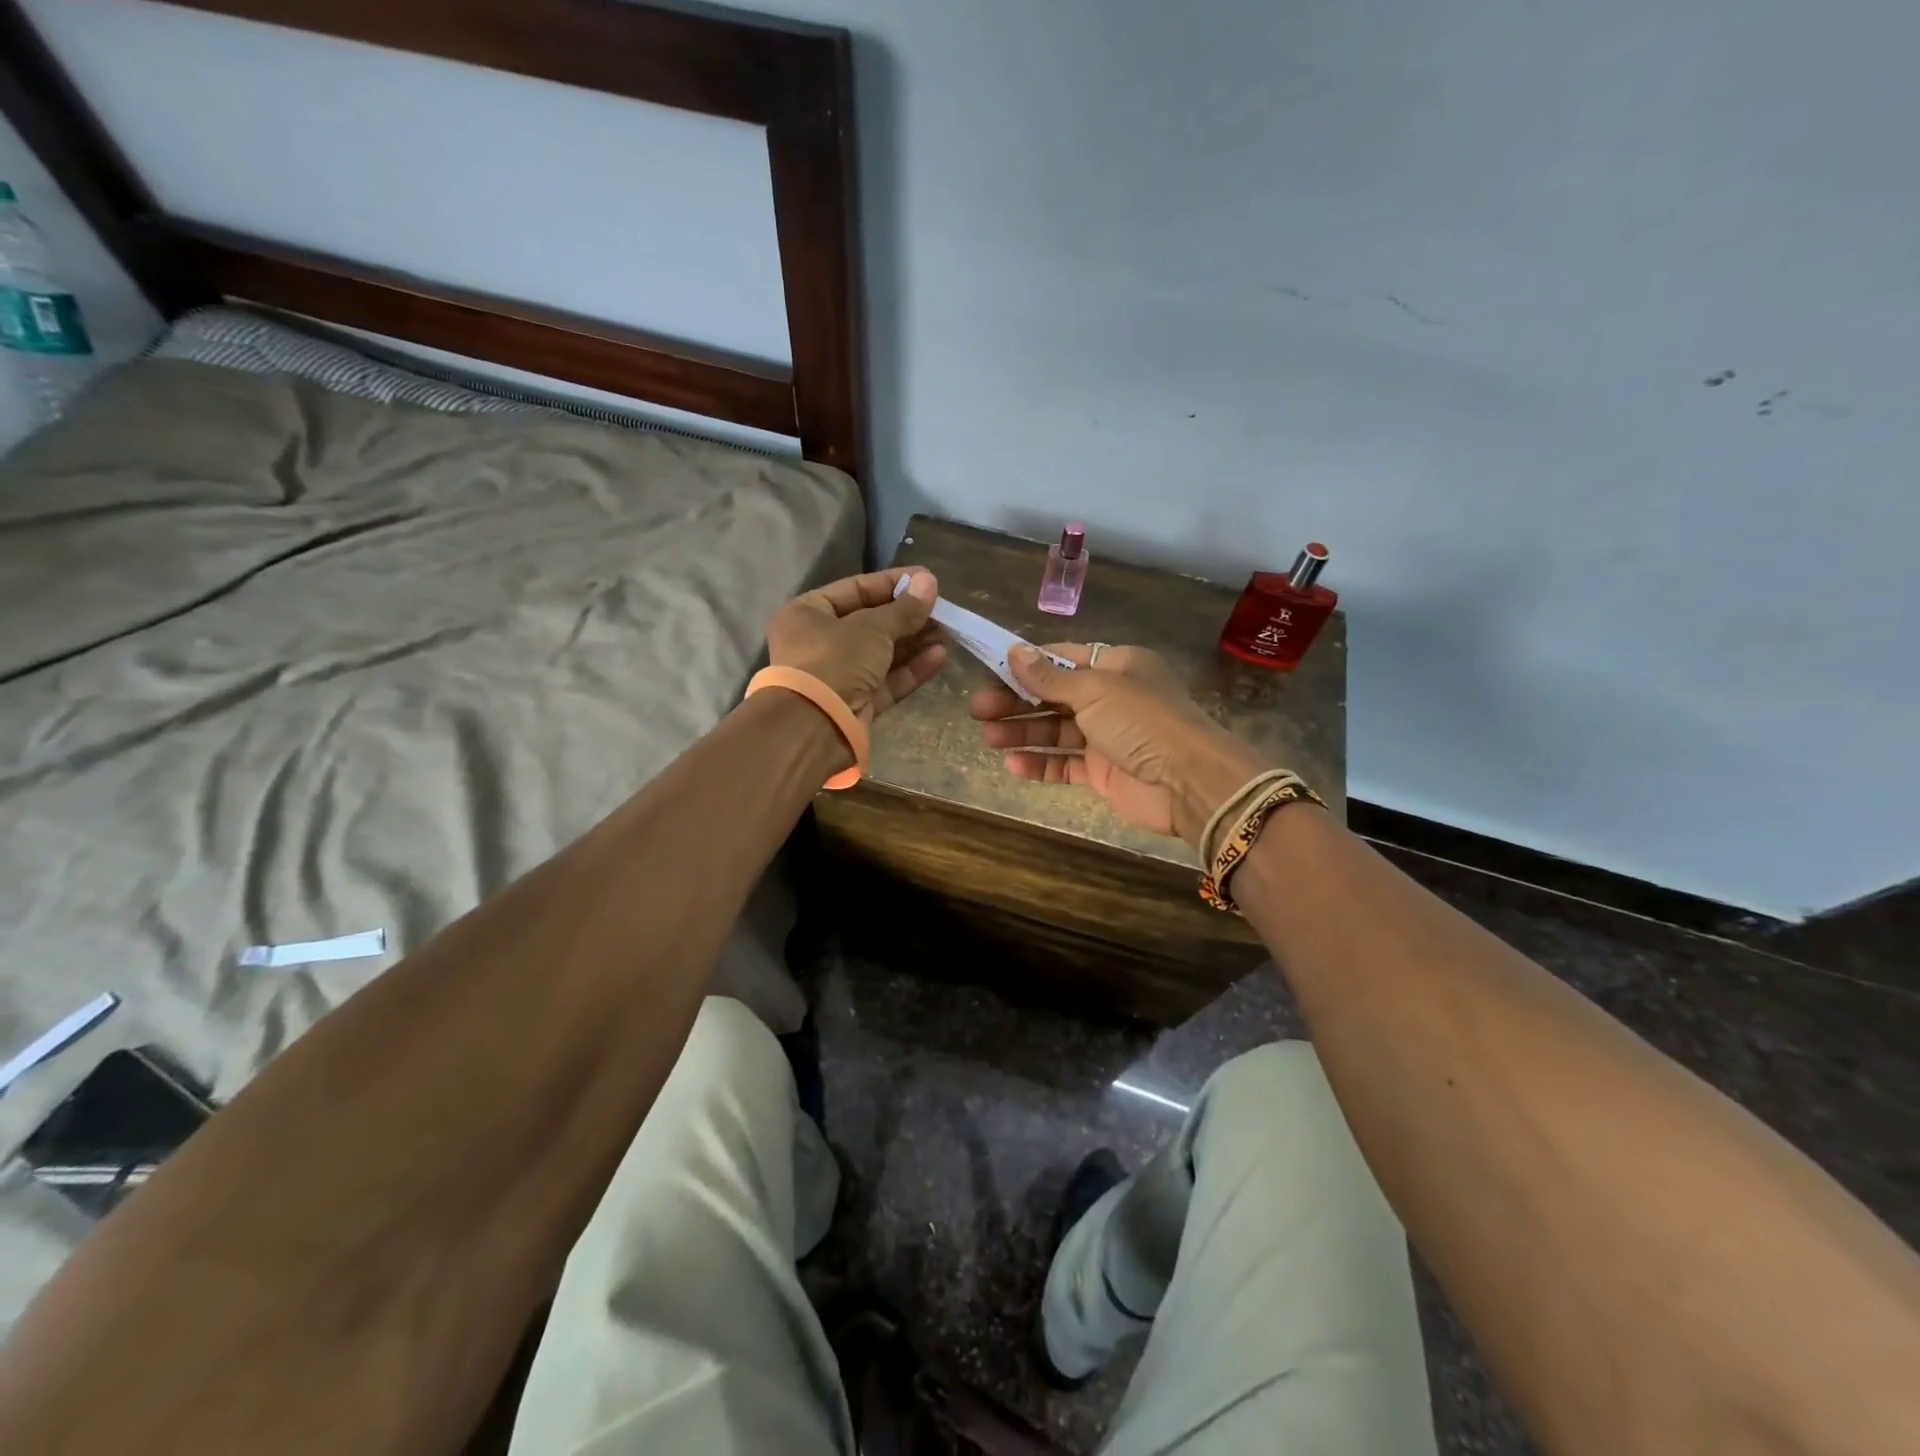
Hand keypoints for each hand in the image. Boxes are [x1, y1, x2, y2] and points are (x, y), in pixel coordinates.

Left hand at [767, 567, 946, 720]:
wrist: (814, 726)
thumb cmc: (835, 660)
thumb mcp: (872, 627)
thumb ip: (904, 608)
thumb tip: (930, 581)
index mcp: (808, 613)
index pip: (855, 589)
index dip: (893, 583)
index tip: (927, 580)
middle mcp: (819, 642)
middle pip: (871, 623)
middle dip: (909, 617)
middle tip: (944, 610)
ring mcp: (838, 676)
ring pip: (882, 654)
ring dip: (915, 643)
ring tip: (948, 632)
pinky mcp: (856, 704)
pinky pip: (886, 681)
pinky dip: (911, 669)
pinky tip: (940, 656)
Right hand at [969, 643, 1269, 845]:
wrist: (1189, 782)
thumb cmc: (1143, 721)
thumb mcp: (1095, 689)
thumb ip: (1050, 678)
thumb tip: (1014, 651)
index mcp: (1117, 666)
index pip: (1062, 659)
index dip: (1026, 665)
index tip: (990, 670)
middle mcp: (1111, 698)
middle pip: (1053, 696)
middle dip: (1016, 701)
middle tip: (977, 709)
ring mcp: (1107, 737)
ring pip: (1055, 731)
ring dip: (1022, 732)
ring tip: (987, 737)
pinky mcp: (1103, 772)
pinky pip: (1065, 764)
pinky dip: (1040, 763)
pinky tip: (1012, 764)